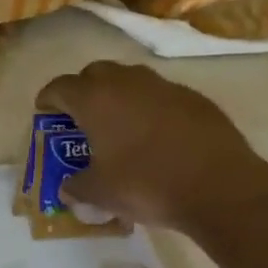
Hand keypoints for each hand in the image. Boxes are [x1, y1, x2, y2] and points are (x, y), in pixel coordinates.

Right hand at [36, 61, 267, 237]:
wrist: (222, 189)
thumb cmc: (147, 185)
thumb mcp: (99, 193)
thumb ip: (76, 186)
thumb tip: (68, 188)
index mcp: (95, 100)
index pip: (59, 87)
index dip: (47, 100)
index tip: (45, 114)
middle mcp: (128, 83)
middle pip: (95, 73)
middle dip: (84, 90)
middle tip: (81, 118)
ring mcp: (165, 87)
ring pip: (131, 80)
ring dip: (119, 96)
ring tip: (119, 125)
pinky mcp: (195, 99)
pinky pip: (161, 95)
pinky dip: (150, 108)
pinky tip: (156, 136)